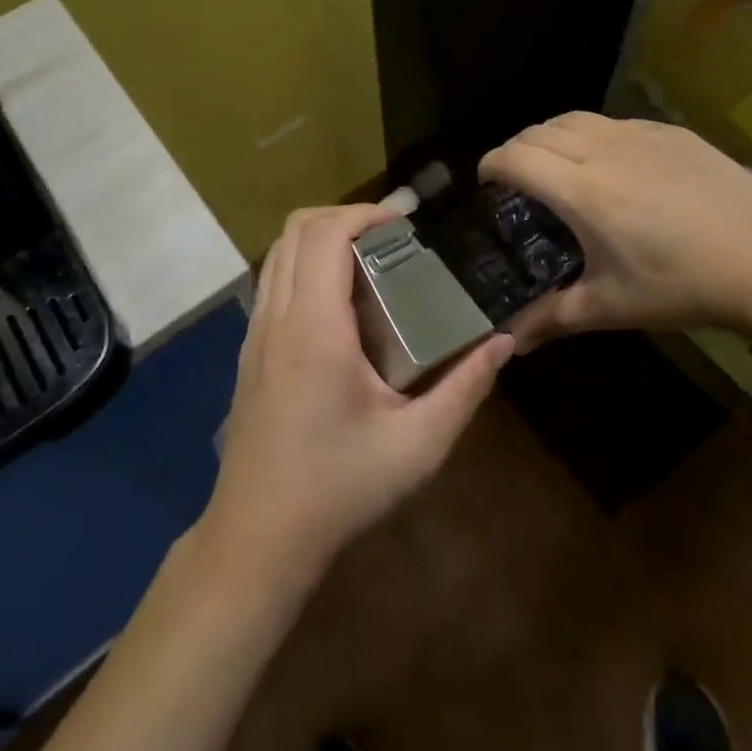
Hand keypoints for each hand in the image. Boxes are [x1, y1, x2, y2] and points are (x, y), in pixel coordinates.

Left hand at [201, 204, 513, 584]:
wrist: (258, 538)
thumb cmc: (339, 488)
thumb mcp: (418, 444)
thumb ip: (465, 387)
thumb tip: (503, 341)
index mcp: (314, 329)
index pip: (324, 234)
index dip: (364, 212)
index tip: (405, 223)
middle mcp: (276, 318)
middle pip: (294, 229)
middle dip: (344, 217)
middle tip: (392, 238)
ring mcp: (254, 334)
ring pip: (277, 253)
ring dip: (320, 239)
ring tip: (369, 262)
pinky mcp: (248, 352)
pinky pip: (271, 282)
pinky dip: (303, 265)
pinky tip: (340, 306)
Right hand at [479, 112, 751, 345]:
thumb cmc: (682, 285)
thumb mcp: (610, 306)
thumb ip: (550, 319)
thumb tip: (507, 343)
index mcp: (580, 191)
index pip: (514, 157)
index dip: (490, 164)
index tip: (486, 183)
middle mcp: (602, 150)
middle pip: (537, 131)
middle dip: (516, 149)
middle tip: (517, 179)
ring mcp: (639, 134)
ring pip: (574, 118)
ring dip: (551, 136)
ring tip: (557, 165)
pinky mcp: (670, 131)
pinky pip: (614, 121)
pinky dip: (592, 135)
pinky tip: (611, 165)